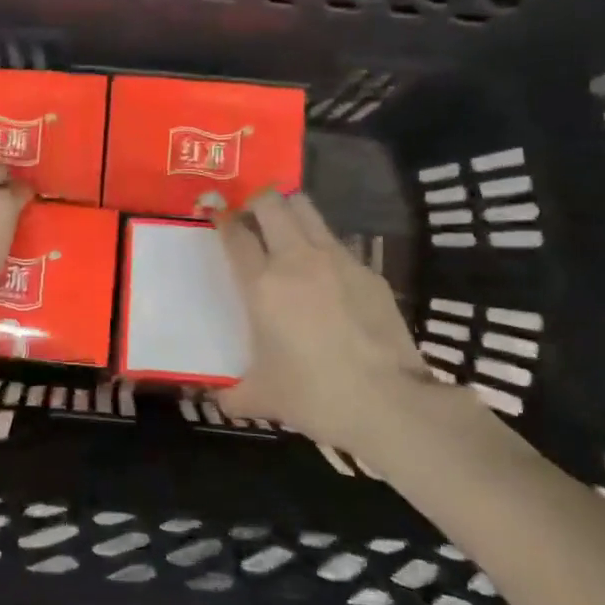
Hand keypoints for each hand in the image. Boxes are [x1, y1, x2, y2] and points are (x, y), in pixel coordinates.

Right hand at [213, 189, 433, 454]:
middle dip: (256, 201)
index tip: (215, 213)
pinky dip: (323, 248)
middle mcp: (297, 260)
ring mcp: (338, 260)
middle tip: (251, 217)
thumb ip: (233, 393)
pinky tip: (326, 277)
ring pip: (308, 210)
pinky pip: (338, 244)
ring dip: (290, 212)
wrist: (389, 404)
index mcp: (262, 285)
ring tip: (286, 231)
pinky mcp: (370, 272)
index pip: (235, 234)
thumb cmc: (314, 396)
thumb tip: (219, 399)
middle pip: (272, 203)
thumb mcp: (263, 398)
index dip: (222, 219)